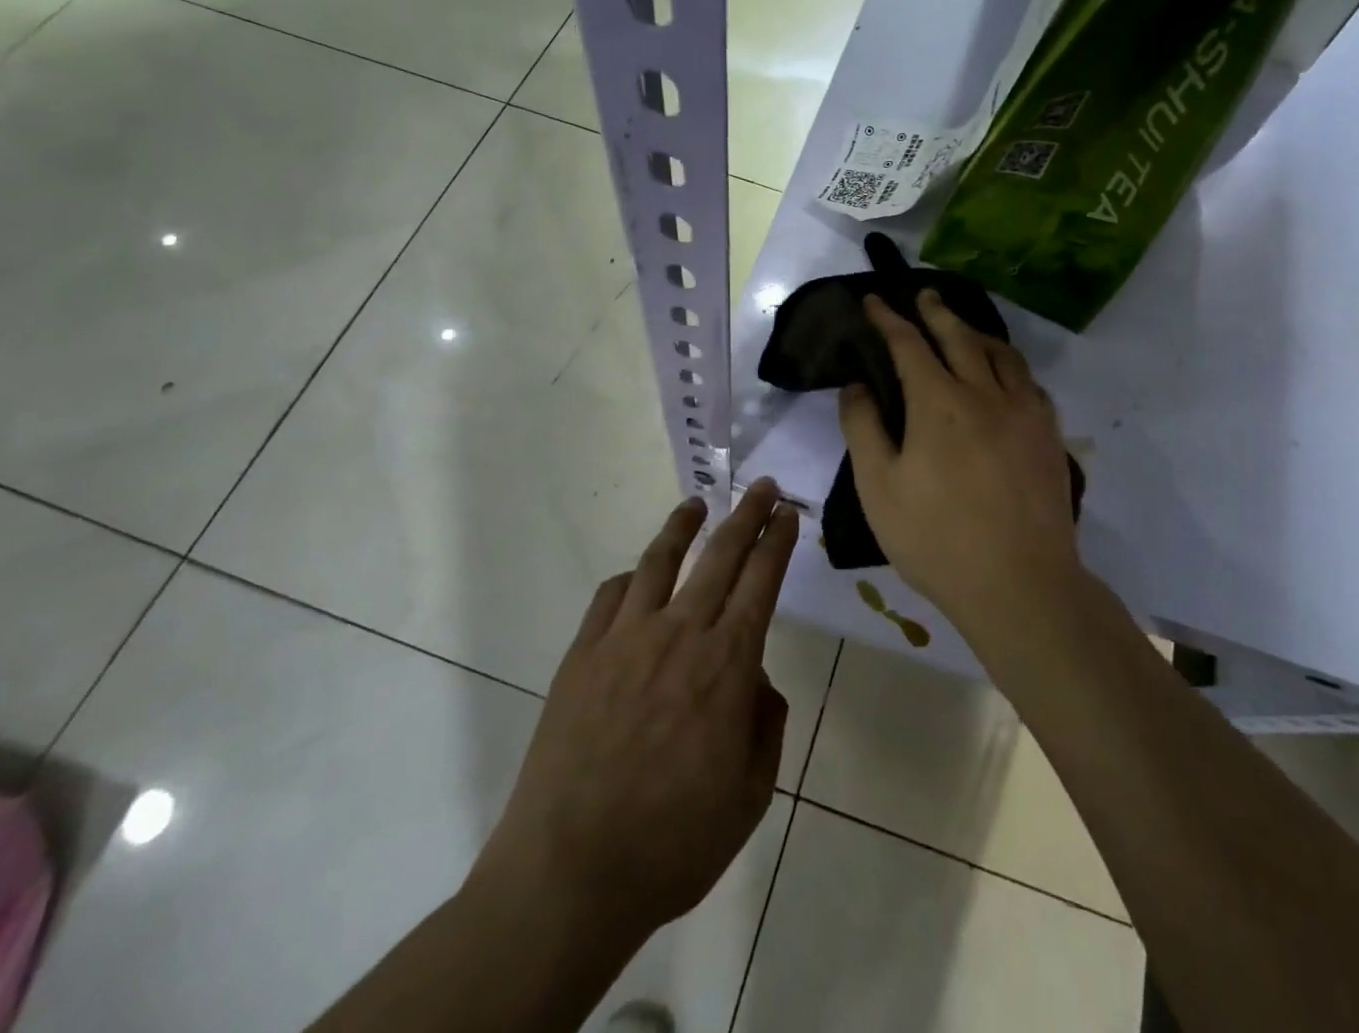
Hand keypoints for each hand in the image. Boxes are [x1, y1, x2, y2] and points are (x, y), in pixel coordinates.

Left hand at [475, 480, 797, 942]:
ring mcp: (625, 638)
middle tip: (762, 486)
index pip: (761, 581)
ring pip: (660, 561)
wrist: (571, 872)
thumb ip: (764, 724)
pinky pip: (610, 597)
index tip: (787, 511)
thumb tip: (754, 681)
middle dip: (747, 514)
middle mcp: (679, 634)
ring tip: (696, 504)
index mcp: (726, 664)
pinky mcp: (583, 654)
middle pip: (720, 555)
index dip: (778, 540)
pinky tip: (636, 577)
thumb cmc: (674, 842)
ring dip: (683, 526)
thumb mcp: (750, 795)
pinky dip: (630, 578)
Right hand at [838, 291, 1079, 631]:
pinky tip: (1006, 377)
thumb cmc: (936, 538)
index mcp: (939, 403)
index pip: (909, 344)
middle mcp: (985, 394)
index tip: (874, 300)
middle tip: (923, 294)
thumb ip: (864, 428)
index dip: (888, 319)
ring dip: (977, 333)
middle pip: (960, 337)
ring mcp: (1025, 413)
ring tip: (964, 327)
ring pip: (1002, 355)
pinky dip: (1010, 366)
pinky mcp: (1049, 436)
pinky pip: (1029, 383)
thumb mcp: (879, 487)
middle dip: (936, 311)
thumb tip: (857, 383)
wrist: (1020, 584)